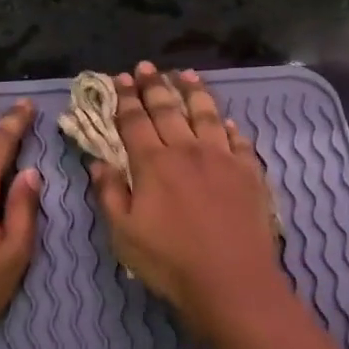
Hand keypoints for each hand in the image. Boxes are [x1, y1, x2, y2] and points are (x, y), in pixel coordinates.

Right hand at [88, 62, 285, 337]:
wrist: (232, 281)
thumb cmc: (170, 262)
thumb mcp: (124, 234)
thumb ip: (110, 193)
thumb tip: (98, 162)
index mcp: (154, 163)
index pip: (135, 122)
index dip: (126, 100)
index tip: (120, 79)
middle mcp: (188, 150)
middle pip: (169, 110)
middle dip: (154, 86)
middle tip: (146, 67)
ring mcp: (223, 158)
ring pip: (206, 115)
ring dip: (194, 93)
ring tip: (186, 75)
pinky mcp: (250, 172)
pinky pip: (238, 140)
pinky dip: (229, 126)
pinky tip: (226, 121)